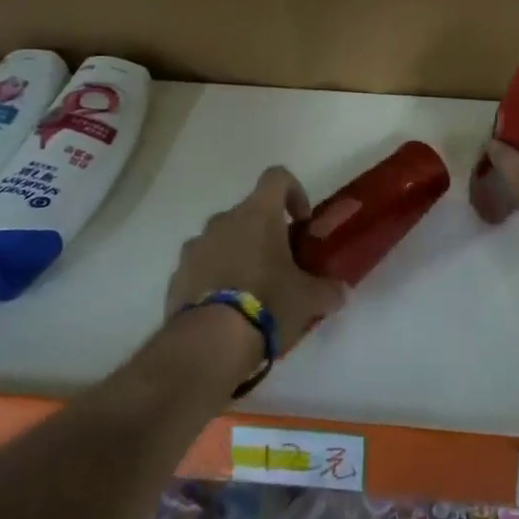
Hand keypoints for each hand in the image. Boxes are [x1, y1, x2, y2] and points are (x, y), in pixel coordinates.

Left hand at [165, 166, 346, 356]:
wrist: (209, 342)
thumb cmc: (268, 304)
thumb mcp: (309, 299)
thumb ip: (328, 290)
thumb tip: (341, 292)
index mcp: (258, 214)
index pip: (277, 176)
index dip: (294, 191)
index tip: (301, 222)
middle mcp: (223, 220)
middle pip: (248, 213)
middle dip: (265, 234)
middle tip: (280, 266)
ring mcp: (195, 247)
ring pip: (222, 239)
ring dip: (237, 255)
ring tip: (250, 292)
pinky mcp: (177, 275)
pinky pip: (201, 266)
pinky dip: (214, 278)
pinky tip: (226, 311)